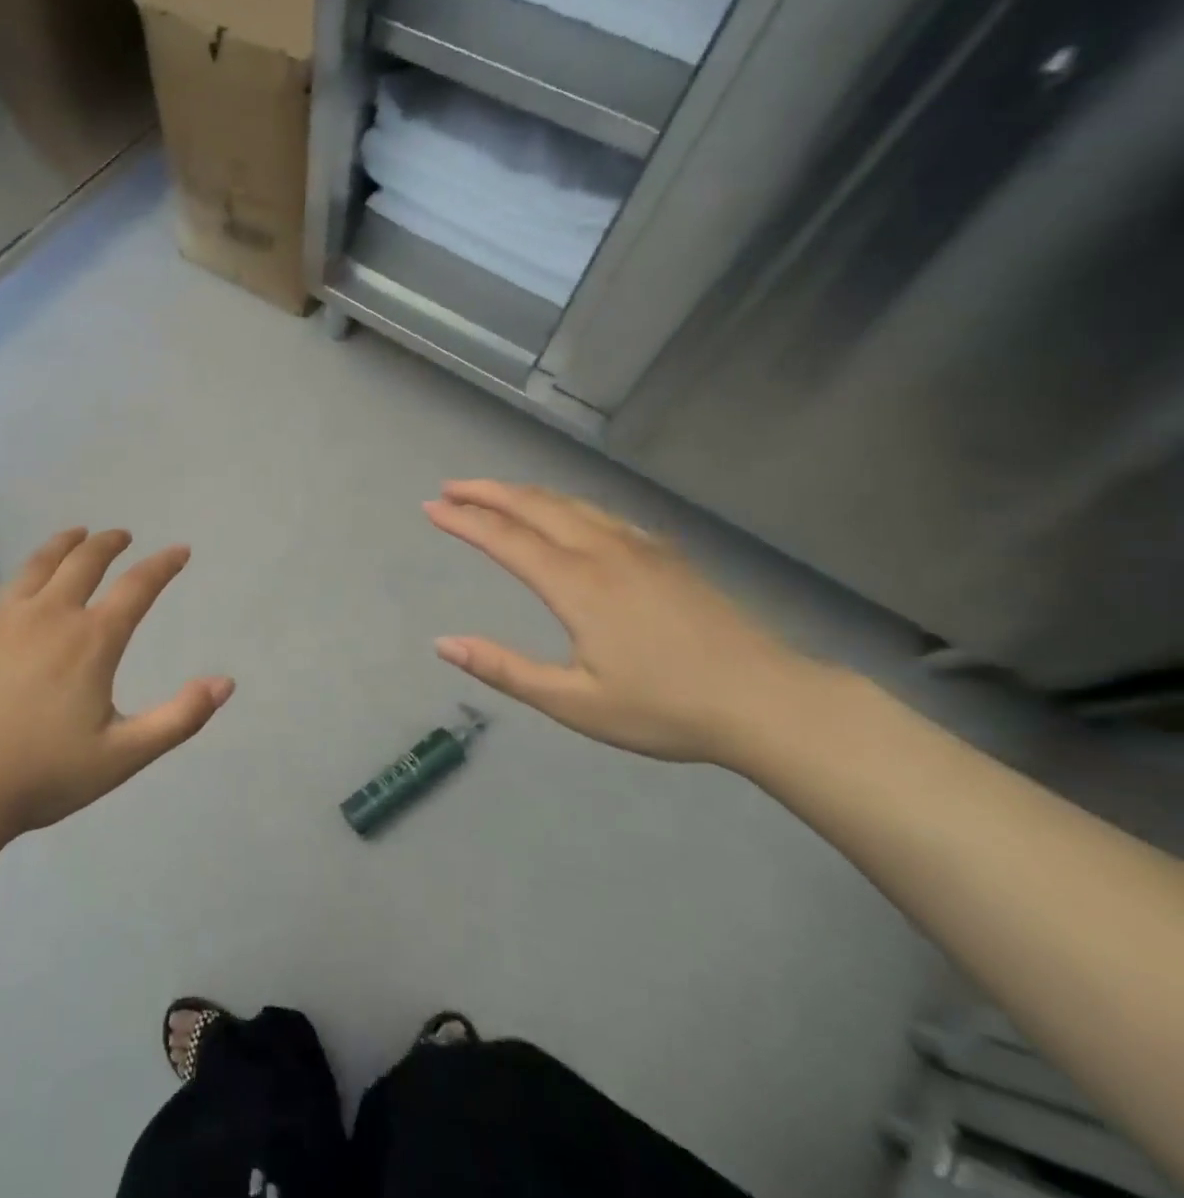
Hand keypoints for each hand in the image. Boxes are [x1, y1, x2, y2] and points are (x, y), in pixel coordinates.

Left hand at [0, 529, 233, 839]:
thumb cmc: (46, 775)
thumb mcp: (125, 755)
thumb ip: (180, 718)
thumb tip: (226, 682)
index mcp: (92, 640)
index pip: (138, 587)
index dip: (163, 565)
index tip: (179, 551)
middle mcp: (49, 614)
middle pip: (84, 562)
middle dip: (108, 544)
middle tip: (121, 536)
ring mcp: (1, 619)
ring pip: (35, 566)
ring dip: (60, 545)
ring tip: (75, 534)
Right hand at [424, 480, 828, 763]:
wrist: (769, 702)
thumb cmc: (665, 709)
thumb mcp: (575, 702)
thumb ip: (505, 670)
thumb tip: (443, 644)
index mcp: (576, 584)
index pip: (504, 539)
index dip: (463, 520)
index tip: (429, 508)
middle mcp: (603, 551)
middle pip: (534, 505)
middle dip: (486, 492)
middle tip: (449, 489)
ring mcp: (639, 547)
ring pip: (569, 502)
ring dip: (523, 493)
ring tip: (492, 494)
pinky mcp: (664, 554)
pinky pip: (600, 513)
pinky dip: (563, 503)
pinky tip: (563, 514)